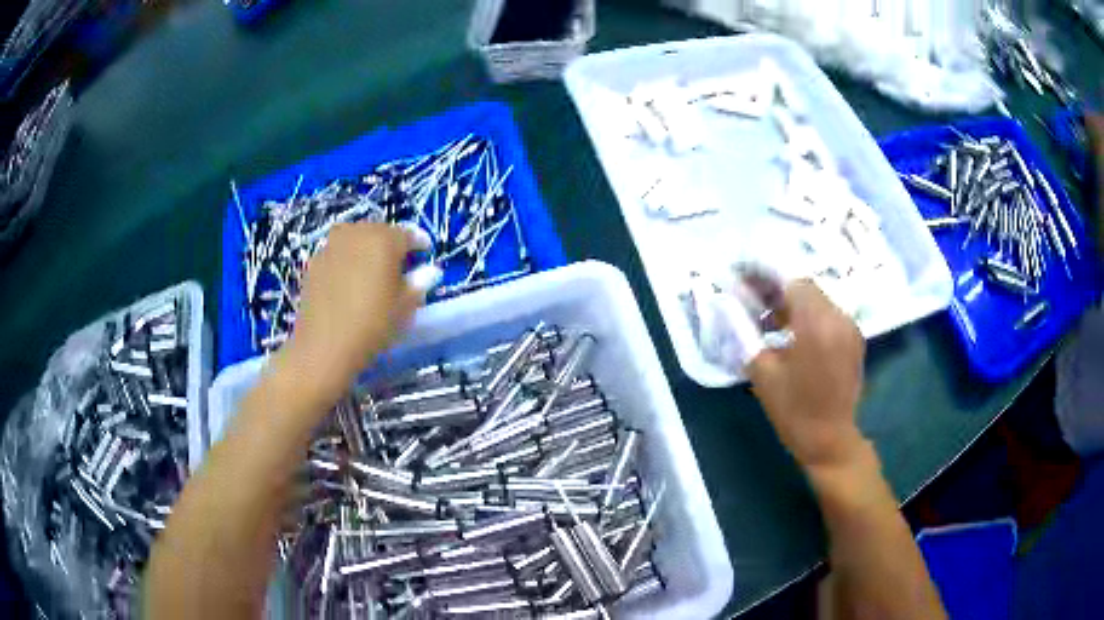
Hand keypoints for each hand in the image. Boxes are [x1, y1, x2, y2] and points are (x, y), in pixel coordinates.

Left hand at [281, 222, 428, 398]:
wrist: (324, 346)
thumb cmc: (372, 325)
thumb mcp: (405, 306)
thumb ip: (419, 283)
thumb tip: (430, 271)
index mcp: (384, 239)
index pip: (408, 234)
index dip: (418, 242)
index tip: (424, 252)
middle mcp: (357, 233)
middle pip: (378, 231)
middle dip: (390, 242)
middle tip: (398, 263)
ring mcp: (331, 246)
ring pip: (355, 238)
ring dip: (366, 247)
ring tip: (372, 268)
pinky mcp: (314, 262)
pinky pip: (337, 252)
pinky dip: (346, 259)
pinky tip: (348, 280)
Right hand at [746, 280, 866, 471]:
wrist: (830, 439)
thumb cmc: (793, 409)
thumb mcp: (762, 371)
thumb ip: (744, 330)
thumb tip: (728, 303)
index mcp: (816, 323)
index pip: (791, 281)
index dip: (766, 276)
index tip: (744, 278)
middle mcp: (838, 317)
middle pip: (806, 288)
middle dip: (778, 289)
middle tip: (753, 300)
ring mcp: (849, 328)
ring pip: (818, 300)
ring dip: (793, 303)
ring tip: (770, 321)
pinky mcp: (853, 340)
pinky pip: (828, 315)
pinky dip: (809, 316)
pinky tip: (792, 335)